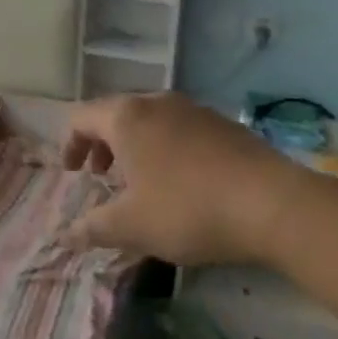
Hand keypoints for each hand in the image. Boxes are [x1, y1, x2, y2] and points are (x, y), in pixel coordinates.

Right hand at [63, 93, 307, 266]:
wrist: (273, 203)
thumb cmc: (188, 209)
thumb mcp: (132, 227)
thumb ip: (92, 228)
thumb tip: (64, 236)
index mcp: (126, 118)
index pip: (80, 118)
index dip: (68, 144)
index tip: (72, 175)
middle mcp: (157, 102)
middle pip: (115, 115)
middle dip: (102, 146)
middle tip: (102, 177)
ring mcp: (194, 109)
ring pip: (150, 120)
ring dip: (135, 147)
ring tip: (142, 182)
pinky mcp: (224, 124)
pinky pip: (180, 129)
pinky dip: (166, 149)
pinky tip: (183, 183)